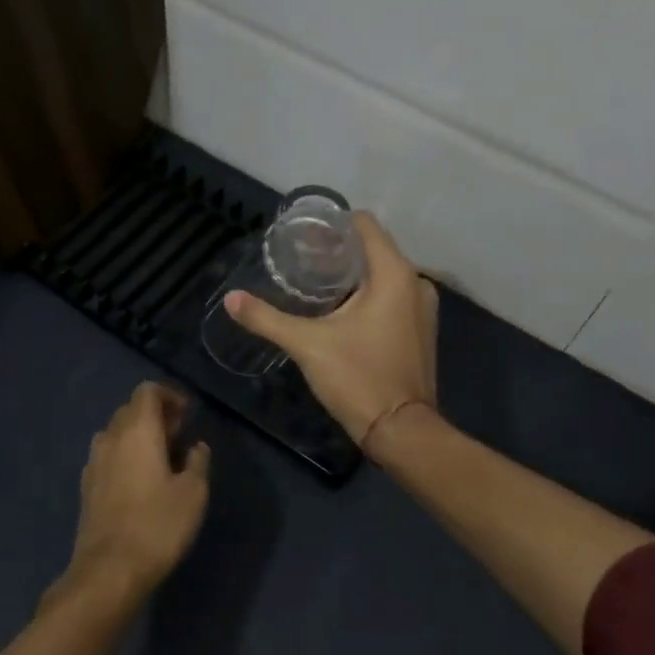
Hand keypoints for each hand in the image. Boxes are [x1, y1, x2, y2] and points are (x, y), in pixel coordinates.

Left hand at [63, 383, 210, 603]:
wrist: (109, 569)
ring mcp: (94, 462)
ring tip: (161, 458)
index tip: (187, 414)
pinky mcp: (86, 486)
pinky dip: (125, 455)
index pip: (147, 391)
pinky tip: (139, 480)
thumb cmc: (158, 525)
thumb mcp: (193, 493)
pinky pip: (107, 455)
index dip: (169, 395)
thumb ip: (197, 462)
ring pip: (116, 432)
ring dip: (138, 435)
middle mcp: (110, 438)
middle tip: (179, 435)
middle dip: (155, 415)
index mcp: (137, 431)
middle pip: (130, 409)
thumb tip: (196, 446)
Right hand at [225, 212, 436, 444]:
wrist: (400, 431)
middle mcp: (416, 284)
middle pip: (374, 250)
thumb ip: (267, 319)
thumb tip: (231, 299)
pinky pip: (392, 298)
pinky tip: (340, 311)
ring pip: (383, 276)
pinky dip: (368, 296)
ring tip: (315, 285)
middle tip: (300, 260)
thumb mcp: (307, 345)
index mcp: (395, 275)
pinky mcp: (420, 331)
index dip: (334, 224)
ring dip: (353, 276)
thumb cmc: (358, 377)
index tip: (304, 235)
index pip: (366, 225)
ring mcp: (423, 309)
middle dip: (338, 252)